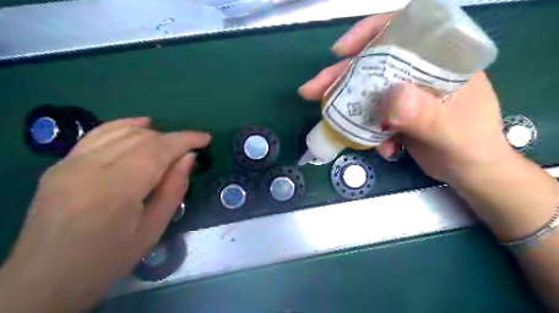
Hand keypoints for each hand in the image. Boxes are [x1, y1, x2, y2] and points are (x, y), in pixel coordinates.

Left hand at [0, 117, 209, 312]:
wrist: (45, 278)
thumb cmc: (109, 259)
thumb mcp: (153, 230)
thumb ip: (173, 189)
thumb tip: (188, 158)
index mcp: (115, 191)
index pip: (157, 151)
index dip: (185, 140)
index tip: (206, 139)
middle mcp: (89, 169)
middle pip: (141, 139)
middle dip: (173, 139)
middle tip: (191, 149)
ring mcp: (70, 163)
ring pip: (122, 132)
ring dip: (153, 134)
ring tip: (170, 145)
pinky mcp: (61, 164)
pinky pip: (97, 134)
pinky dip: (123, 125)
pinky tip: (141, 125)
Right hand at [299, 12, 512, 182]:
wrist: (469, 172)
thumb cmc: (471, 146)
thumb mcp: (450, 132)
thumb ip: (424, 114)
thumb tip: (391, 97)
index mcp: (440, 61)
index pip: (404, 30)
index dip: (369, 33)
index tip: (341, 50)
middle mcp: (419, 72)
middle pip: (373, 64)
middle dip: (341, 76)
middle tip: (312, 90)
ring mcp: (405, 93)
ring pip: (366, 90)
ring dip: (347, 106)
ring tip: (330, 121)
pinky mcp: (396, 113)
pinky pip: (371, 115)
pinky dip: (367, 130)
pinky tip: (381, 148)